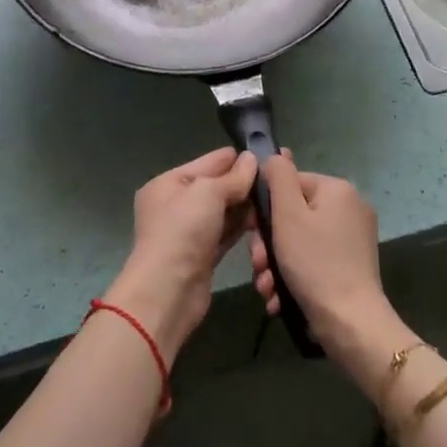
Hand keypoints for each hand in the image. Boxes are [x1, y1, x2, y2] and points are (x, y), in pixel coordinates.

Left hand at [104, 148, 259, 360]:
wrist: (168, 291)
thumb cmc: (182, 231)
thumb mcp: (208, 193)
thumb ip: (233, 177)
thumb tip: (252, 159)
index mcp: (168, 183)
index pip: (207, 162)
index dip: (236, 159)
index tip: (268, 155)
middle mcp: (175, 205)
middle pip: (216, 187)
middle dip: (243, 184)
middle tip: (278, 180)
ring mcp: (188, 232)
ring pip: (223, 212)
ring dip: (246, 208)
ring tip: (277, 200)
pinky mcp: (202, 256)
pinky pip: (225, 234)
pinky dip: (242, 228)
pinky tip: (264, 222)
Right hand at [250, 156, 407, 377]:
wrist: (350, 324)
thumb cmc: (315, 263)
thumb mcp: (288, 215)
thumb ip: (279, 177)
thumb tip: (275, 156)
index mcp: (337, 189)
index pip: (289, 183)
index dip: (265, 209)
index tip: (253, 236)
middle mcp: (349, 208)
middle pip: (293, 215)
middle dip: (268, 244)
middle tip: (258, 268)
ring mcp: (352, 238)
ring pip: (299, 241)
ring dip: (276, 264)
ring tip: (266, 288)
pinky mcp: (351, 265)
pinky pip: (313, 260)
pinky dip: (294, 276)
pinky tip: (279, 297)